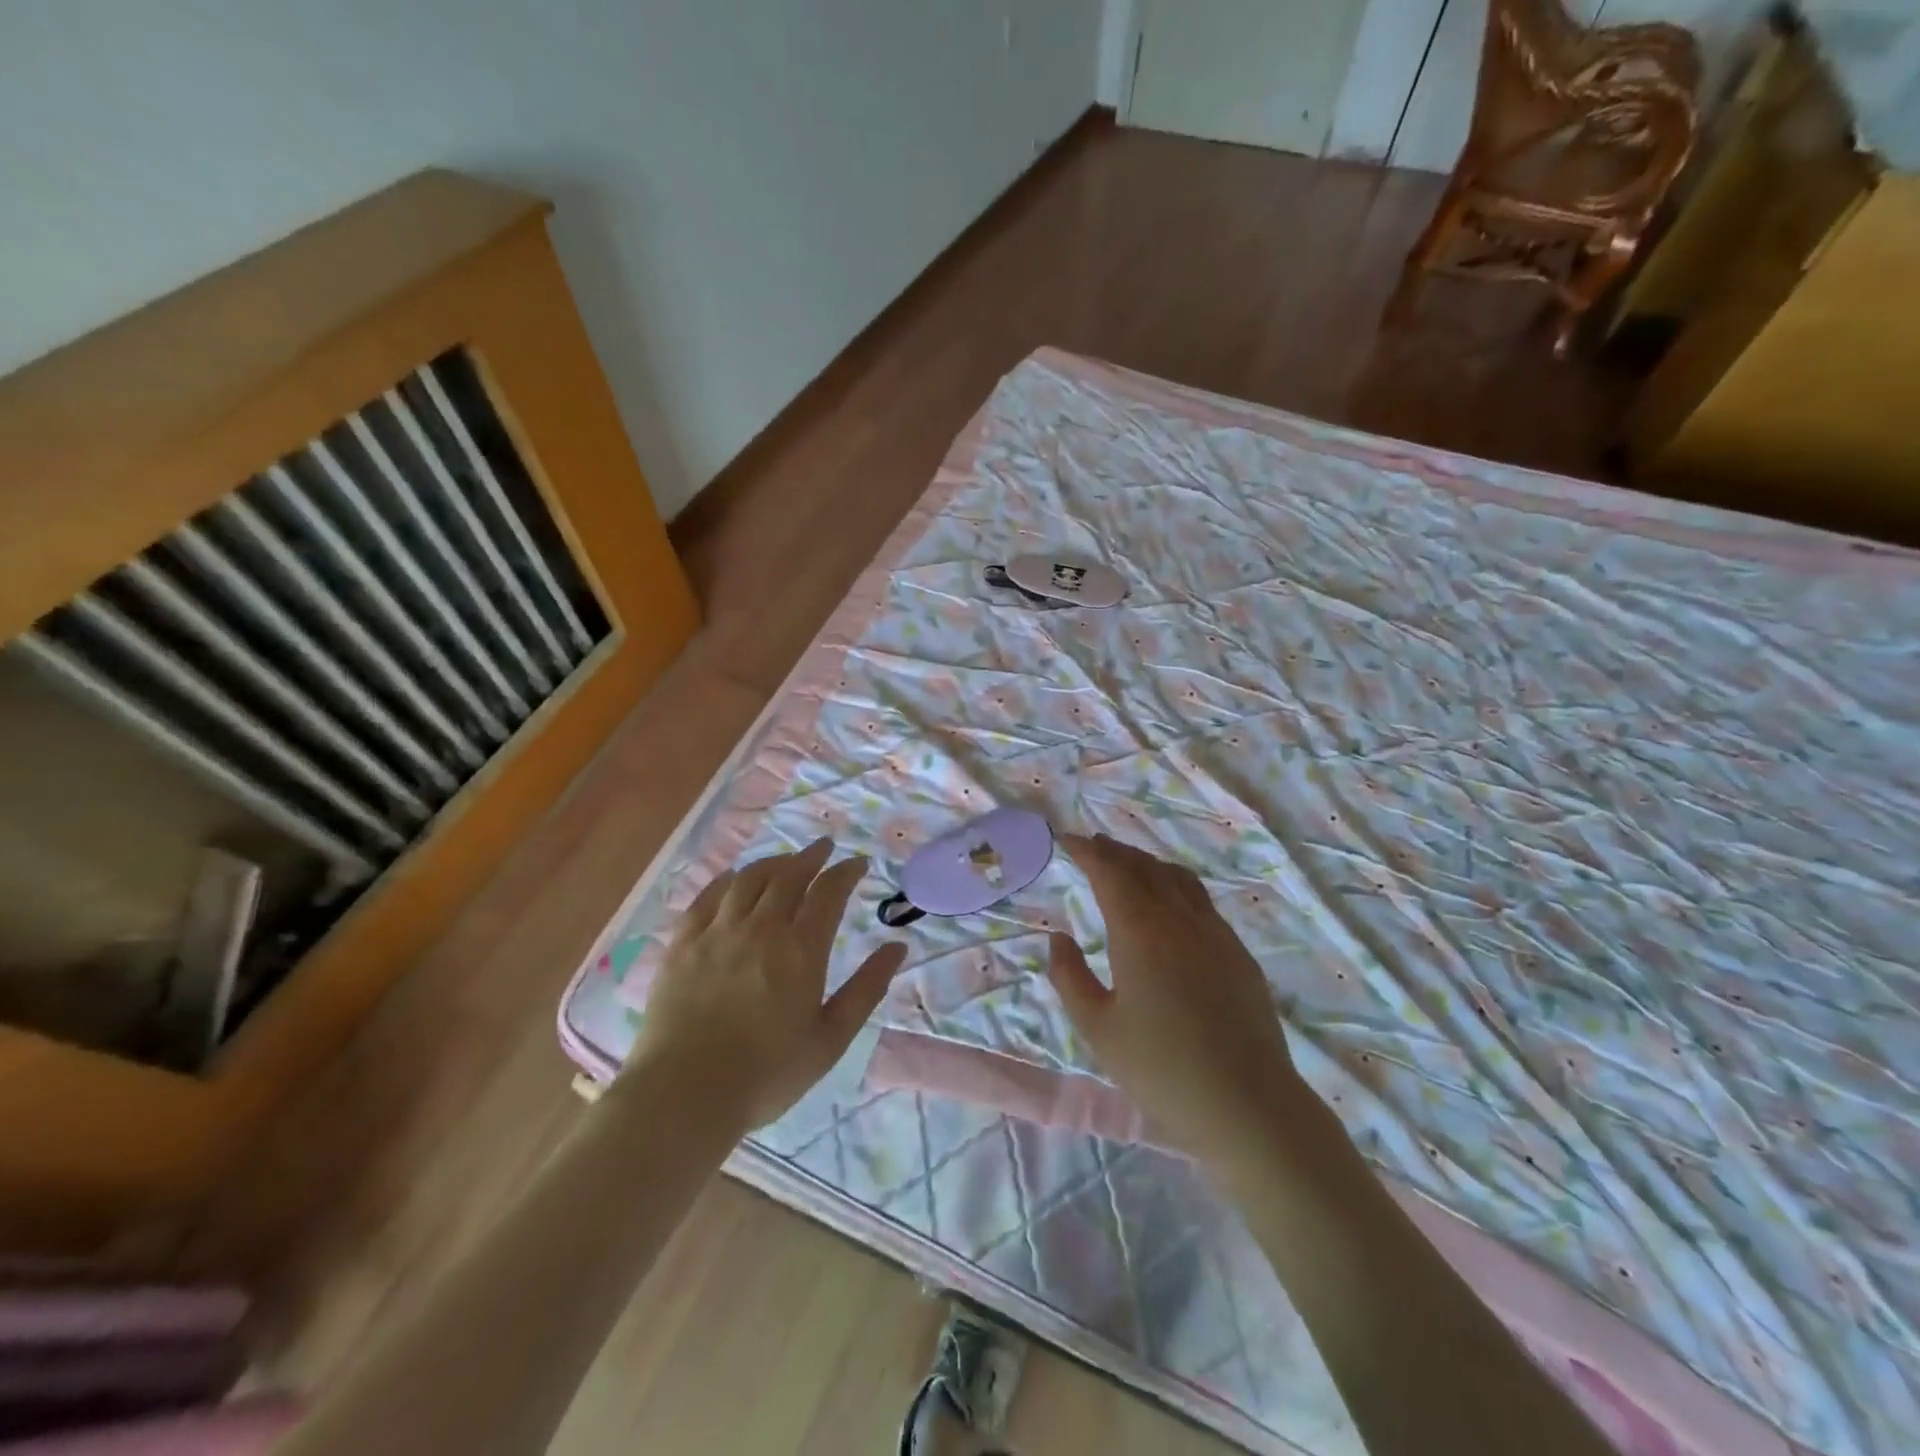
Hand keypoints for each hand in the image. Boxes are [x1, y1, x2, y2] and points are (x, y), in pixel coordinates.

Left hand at [630, 839, 905, 1133]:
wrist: (685, 1095)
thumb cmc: (767, 1074)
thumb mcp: (830, 1038)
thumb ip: (866, 989)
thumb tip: (898, 948)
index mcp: (801, 950)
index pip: (828, 892)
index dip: (845, 872)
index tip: (857, 864)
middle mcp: (761, 928)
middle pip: (789, 876)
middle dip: (811, 857)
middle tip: (824, 848)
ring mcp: (717, 932)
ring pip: (749, 879)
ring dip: (773, 863)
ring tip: (786, 860)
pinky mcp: (683, 943)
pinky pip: (707, 897)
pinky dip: (727, 880)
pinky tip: (734, 878)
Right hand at [1046, 834, 1308, 1172]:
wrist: (1247, 1104)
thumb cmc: (1160, 1068)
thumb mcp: (1097, 1028)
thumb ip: (1069, 976)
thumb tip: (1059, 938)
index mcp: (1140, 930)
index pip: (1110, 872)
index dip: (1088, 851)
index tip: (1068, 840)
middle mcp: (1179, 919)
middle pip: (1145, 868)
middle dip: (1116, 852)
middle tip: (1094, 846)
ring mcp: (1215, 933)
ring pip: (1178, 879)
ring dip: (1148, 864)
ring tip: (1130, 866)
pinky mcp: (1239, 953)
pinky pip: (1202, 902)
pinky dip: (1176, 886)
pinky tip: (1172, 906)